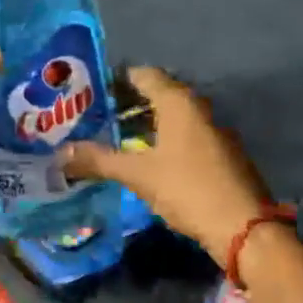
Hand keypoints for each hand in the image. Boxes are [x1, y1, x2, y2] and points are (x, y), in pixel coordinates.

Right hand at [61, 67, 271, 260]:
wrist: (243, 227)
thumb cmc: (187, 189)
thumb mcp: (138, 175)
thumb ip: (99, 160)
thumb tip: (60, 154)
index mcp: (178, 103)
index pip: (144, 75)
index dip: (116, 80)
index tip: (89, 90)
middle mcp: (198, 109)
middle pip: (157, 95)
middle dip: (126, 104)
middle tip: (93, 116)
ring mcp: (213, 132)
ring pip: (171, 118)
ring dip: (143, 125)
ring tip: (111, 138)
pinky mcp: (220, 154)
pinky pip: (184, 137)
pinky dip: (161, 141)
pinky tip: (143, 160)